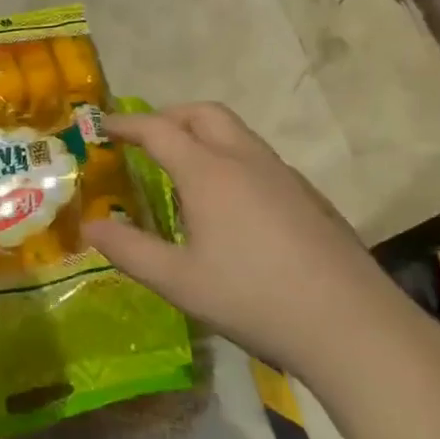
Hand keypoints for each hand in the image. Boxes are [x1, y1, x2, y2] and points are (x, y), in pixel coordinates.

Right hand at [81, 102, 410, 382]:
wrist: (350, 324)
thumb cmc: (253, 298)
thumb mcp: (178, 281)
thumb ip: (128, 250)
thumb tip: (88, 226)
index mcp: (209, 173)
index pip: (158, 130)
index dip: (126, 124)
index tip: (102, 126)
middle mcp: (246, 160)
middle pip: (203, 114)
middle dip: (168, 115)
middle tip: (144, 138)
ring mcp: (283, 175)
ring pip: (236, 132)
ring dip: (202, 133)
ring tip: (182, 165)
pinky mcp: (307, 195)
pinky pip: (258, 157)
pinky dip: (230, 156)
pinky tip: (230, 200)